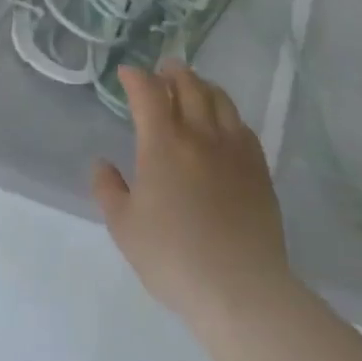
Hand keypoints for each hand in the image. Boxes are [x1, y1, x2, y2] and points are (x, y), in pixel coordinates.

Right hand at [92, 64, 293, 333]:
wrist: (241, 289)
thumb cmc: (174, 258)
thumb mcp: (124, 228)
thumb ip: (108, 190)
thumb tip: (102, 164)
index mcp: (163, 143)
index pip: (148, 92)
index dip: (136, 77)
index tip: (127, 73)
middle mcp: (199, 135)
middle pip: (188, 85)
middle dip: (172, 72)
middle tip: (163, 71)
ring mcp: (234, 149)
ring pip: (220, 100)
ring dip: (202, 86)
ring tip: (194, 88)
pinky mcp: (259, 169)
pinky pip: (243, 126)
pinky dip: (227, 114)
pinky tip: (224, 124)